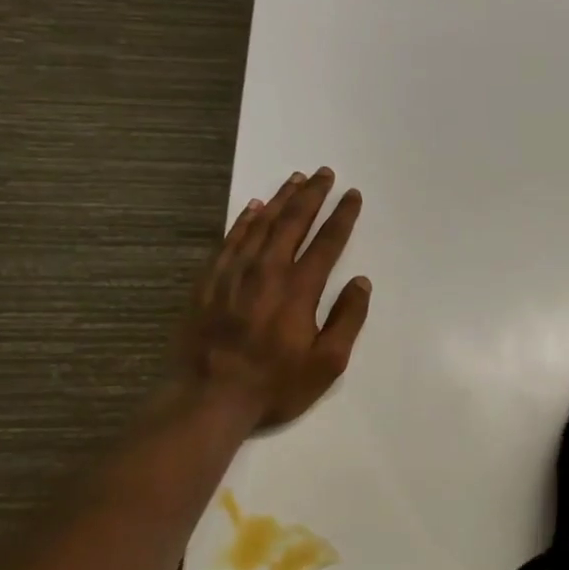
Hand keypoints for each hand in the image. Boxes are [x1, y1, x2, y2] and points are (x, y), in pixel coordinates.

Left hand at [179, 167, 370, 430]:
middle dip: (311, 194)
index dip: (342, 216)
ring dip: (280, 199)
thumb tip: (361, 282)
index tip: (352, 195)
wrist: (207, 397)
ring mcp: (233, 273)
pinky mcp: (208, 281)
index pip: (327, 242)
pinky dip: (244, 221)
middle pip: (292, 222)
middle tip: (324, 173)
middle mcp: (266, 270)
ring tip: (295, 179)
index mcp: (298, 289)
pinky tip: (253, 209)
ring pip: (260, 224)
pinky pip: (230, 240)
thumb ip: (348, 319)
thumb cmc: (274, 384)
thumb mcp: (327, 362)